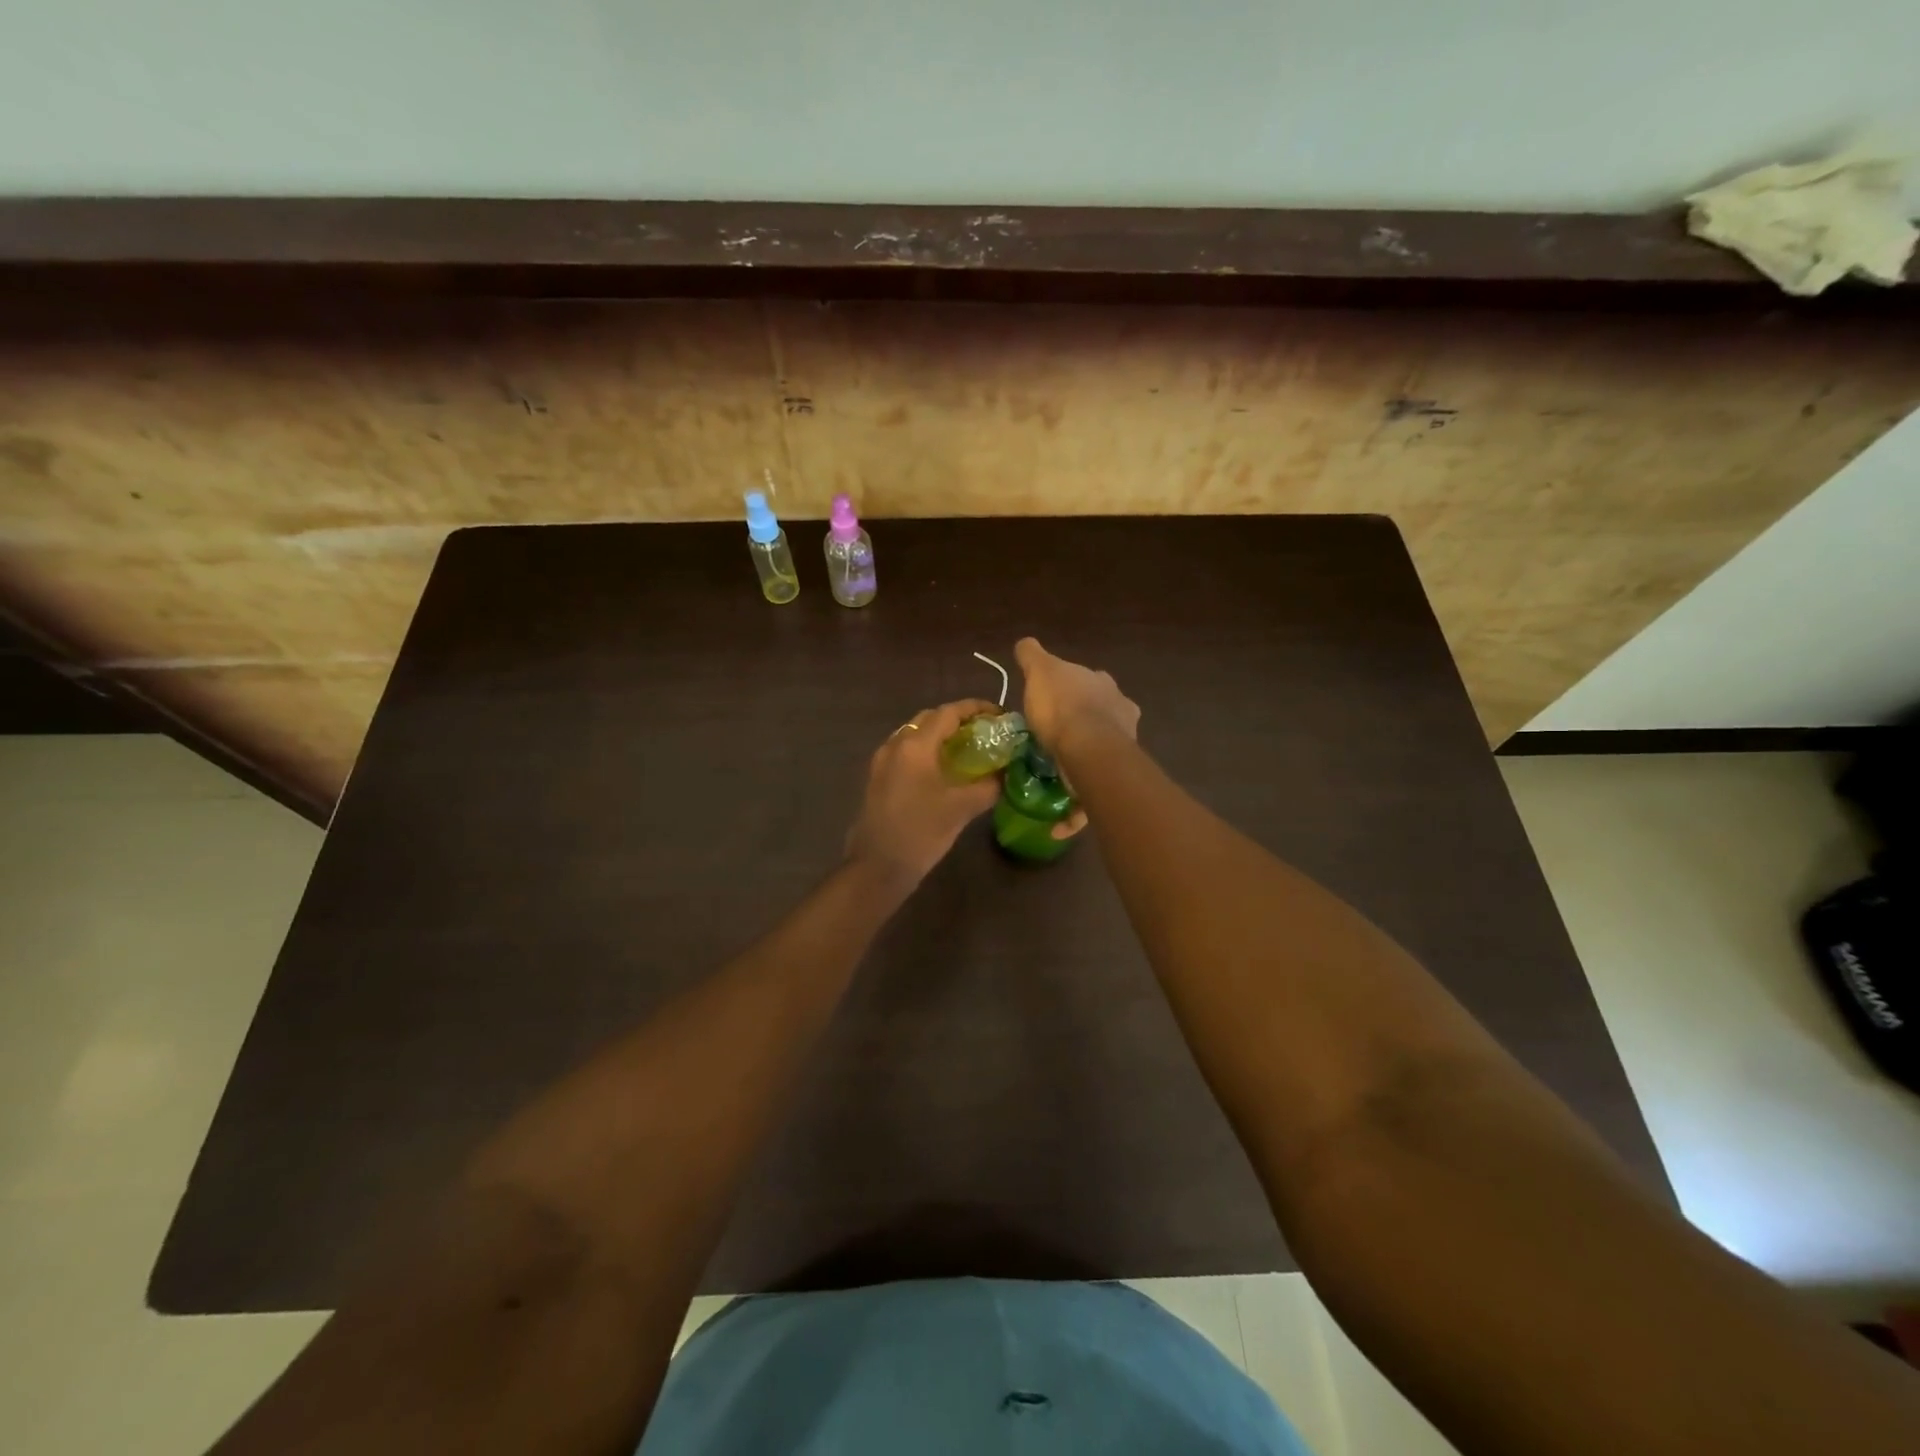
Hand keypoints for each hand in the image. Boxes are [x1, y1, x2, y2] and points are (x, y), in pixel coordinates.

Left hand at [845, 698, 1002, 882]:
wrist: (877, 866)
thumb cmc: (921, 832)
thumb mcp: (962, 809)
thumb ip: (988, 786)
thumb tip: (1004, 774)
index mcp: (916, 745)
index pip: (949, 712)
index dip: (976, 708)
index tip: (999, 714)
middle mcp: (896, 744)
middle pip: (930, 719)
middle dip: (958, 720)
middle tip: (984, 732)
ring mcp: (882, 761)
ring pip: (915, 734)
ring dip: (940, 735)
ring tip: (966, 750)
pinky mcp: (877, 778)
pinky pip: (905, 752)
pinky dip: (926, 751)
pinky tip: (942, 771)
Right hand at [1013, 638, 1139, 750]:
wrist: (1088, 748)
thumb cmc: (1061, 706)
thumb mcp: (1039, 672)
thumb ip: (1032, 655)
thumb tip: (1025, 643)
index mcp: (1097, 676)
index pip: (1081, 674)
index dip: (1066, 683)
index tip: (1051, 694)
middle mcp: (1116, 697)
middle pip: (1098, 698)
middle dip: (1083, 705)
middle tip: (1061, 719)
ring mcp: (1124, 727)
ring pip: (1106, 725)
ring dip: (1092, 731)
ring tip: (1071, 744)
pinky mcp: (1122, 754)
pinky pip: (1106, 750)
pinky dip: (1095, 753)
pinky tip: (1080, 759)